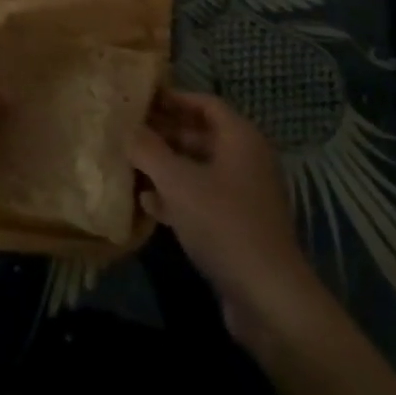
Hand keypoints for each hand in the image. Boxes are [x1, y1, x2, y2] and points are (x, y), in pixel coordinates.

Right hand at [130, 90, 327, 350]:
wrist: (268, 296)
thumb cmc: (223, 224)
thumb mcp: (178, 183)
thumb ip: (149, 151)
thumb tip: (128, 129)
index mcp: (240, 137)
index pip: (204, 102)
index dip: (173, 98)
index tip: (141, 99)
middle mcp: (246, 158)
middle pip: (201, 134)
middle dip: (165, 133)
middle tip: (129, 132)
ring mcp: (244, 193)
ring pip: (200, 168)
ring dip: (167, 166)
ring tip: (131, 164)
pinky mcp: (238, 225)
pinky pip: (203, 197)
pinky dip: (177, 195)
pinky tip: (147, 203)